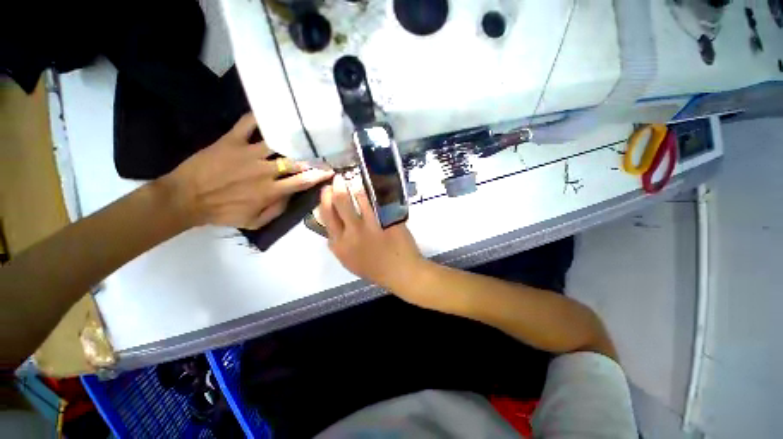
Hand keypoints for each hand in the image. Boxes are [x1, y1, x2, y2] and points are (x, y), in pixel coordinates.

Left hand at [161, 114, 333, 228]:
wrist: (185, 199)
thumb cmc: (222, 212)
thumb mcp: (254, 222)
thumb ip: (277, 211)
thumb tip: (292, 196)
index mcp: (271, 191)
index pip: (302, 181)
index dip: (319, 175)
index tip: (330, 169)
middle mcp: (264, 171)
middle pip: (295, 161)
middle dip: (312, 156)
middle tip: (323, 149)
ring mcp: (248, 153)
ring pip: (277, 142)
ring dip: (293, 137)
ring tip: (304, 130)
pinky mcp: (231, 141)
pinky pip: (247, 124)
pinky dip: (258, 116)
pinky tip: (269, 111)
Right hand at [318, 174, 424, 291]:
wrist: (401, 272)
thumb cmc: (375, 270)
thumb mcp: (350, 262)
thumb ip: (339, 246)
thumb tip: (332, 230)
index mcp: (339, 245)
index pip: (326, 217)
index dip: (325, 201)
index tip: (327, 192)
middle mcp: (351, 234)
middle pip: (339, 204)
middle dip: (336, 188)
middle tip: (338, 179)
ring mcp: (370, 226)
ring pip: (358, 200)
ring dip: (355, 188)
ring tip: (355, 183)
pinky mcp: (385, 221)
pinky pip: (376, 204)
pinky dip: (371, 195)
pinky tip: (370, 190)